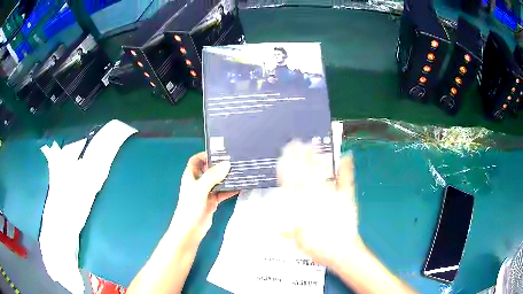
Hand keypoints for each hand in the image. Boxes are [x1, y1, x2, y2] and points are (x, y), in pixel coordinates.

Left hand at [171, 152, 237, 242]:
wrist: (190, 230)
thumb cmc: (191, 207)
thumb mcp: (200, 189)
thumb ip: (213, 176)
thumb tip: (227, 163)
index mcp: (191, 175)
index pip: (196, 160)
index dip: (205, 155)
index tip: (220, 153)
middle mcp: (198, 182)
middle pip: (209, 169)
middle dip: (220, 165)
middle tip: (236, 161)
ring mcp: (206, 192)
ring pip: (217, 181)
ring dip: (227, 178)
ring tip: (241, 172)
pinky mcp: (212, 201)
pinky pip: (222, 193)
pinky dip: (230, 190)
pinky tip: (241, 188)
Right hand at [277, 141, 360, 267]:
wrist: (340, 251)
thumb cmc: (319, 247)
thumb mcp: (299, 241)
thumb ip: (287, 232)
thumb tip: (274, 230)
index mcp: (302, 207)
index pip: (291, 184)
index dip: (287, 169)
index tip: (283, 157)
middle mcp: (315, 199)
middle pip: (305, 174)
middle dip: (299, 158)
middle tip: (295, 143)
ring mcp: (332, 196)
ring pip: (322, 174)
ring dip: (316, 160)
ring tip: (313, 146)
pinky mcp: (346, 198)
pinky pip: (346, 181)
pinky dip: (346, 169)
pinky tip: (346, 156)